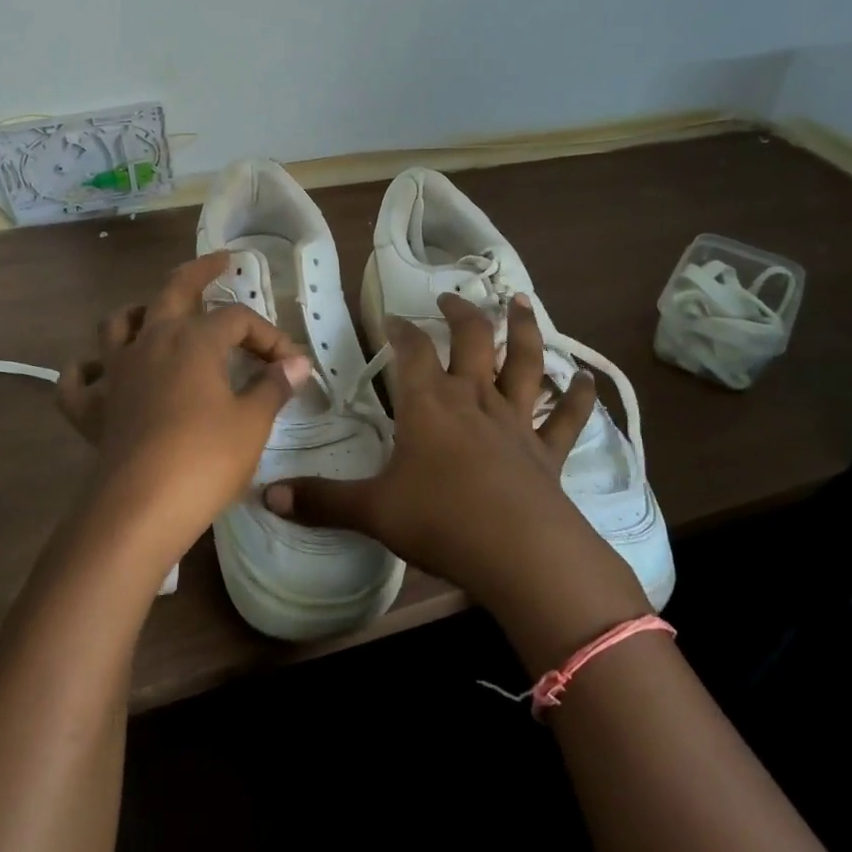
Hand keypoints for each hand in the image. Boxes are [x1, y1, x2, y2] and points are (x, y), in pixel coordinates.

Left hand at [56, 252, 310, 559]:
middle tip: (219, 262)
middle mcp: (150, 342)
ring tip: (153, 315)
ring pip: (117, 323)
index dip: (268, 336)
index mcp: (193, 339)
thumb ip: (273, 386)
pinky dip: (87, 371)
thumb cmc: (204, 459)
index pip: (238, 319)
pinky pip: (79, 381)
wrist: (139, 509)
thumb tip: (296, 363)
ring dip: (137, 312)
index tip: (291, 364)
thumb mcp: (252, 423)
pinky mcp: (92, 409)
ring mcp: (116, 373)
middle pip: (172, 290)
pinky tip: (99, 374)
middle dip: (199, 272)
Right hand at [265, 292, 631, 615]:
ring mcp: (515, 421)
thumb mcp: (373, 511)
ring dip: (523, 330)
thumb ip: (321, 501)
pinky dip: (578, 397)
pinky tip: (587, 380)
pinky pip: (566, 418)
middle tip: (451, 297)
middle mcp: (474, 399)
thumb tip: (265, 495)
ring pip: (523, 362)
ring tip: (521, 303)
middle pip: (471, 339)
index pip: (411, 350)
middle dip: (460, 313)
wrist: (520, 553)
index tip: (389, 317)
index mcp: (429, 404)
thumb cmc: (441, 521)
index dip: (399, 329)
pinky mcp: (547, 450)